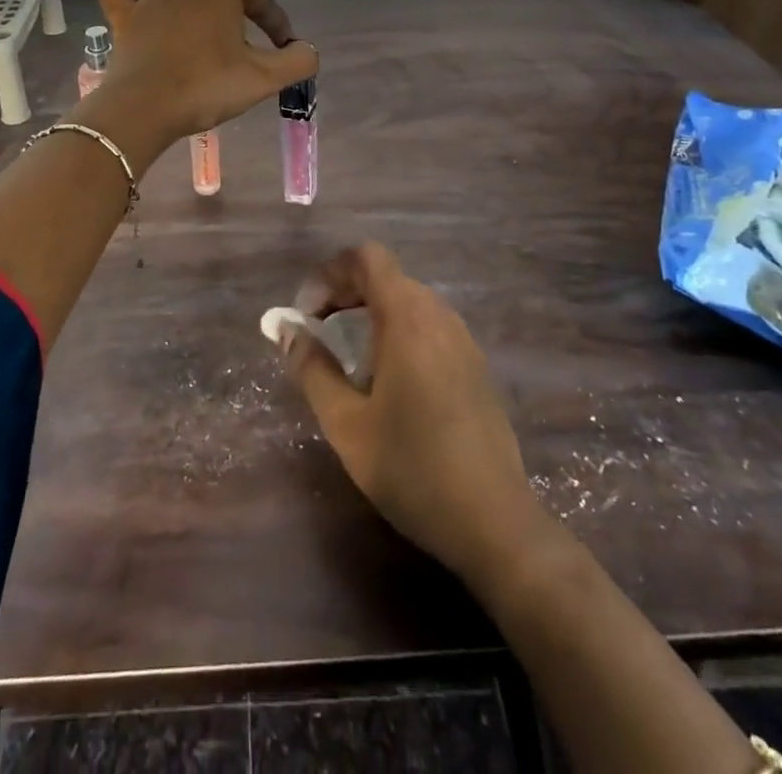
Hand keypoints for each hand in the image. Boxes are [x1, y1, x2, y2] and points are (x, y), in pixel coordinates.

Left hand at [94, 0, 317, 143]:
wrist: (143, 108)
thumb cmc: (206, 87)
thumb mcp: (264, 79)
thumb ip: (297, 61)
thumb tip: (307, 50)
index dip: (276, 21)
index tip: (285, 47)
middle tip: (248, 21)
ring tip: (199, 6)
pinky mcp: (122, 14)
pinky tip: (140, 0)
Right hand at [278, 243, 548, 586]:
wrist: (495, 524)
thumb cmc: (412, 469)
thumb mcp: (346, 423)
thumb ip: (311, 368)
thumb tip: (286, 329)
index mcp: (408, 319)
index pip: (366, 257)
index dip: (329, 273)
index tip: (308, 314)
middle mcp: (439, 316)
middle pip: (385, 276)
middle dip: (344, 292)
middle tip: (318, 332)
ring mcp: (463, 340)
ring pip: (407, 299)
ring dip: (370, 311)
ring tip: (347, 356)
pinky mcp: (474, 365)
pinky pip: (427, 324)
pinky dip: (396, 330)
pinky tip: (386, 378)